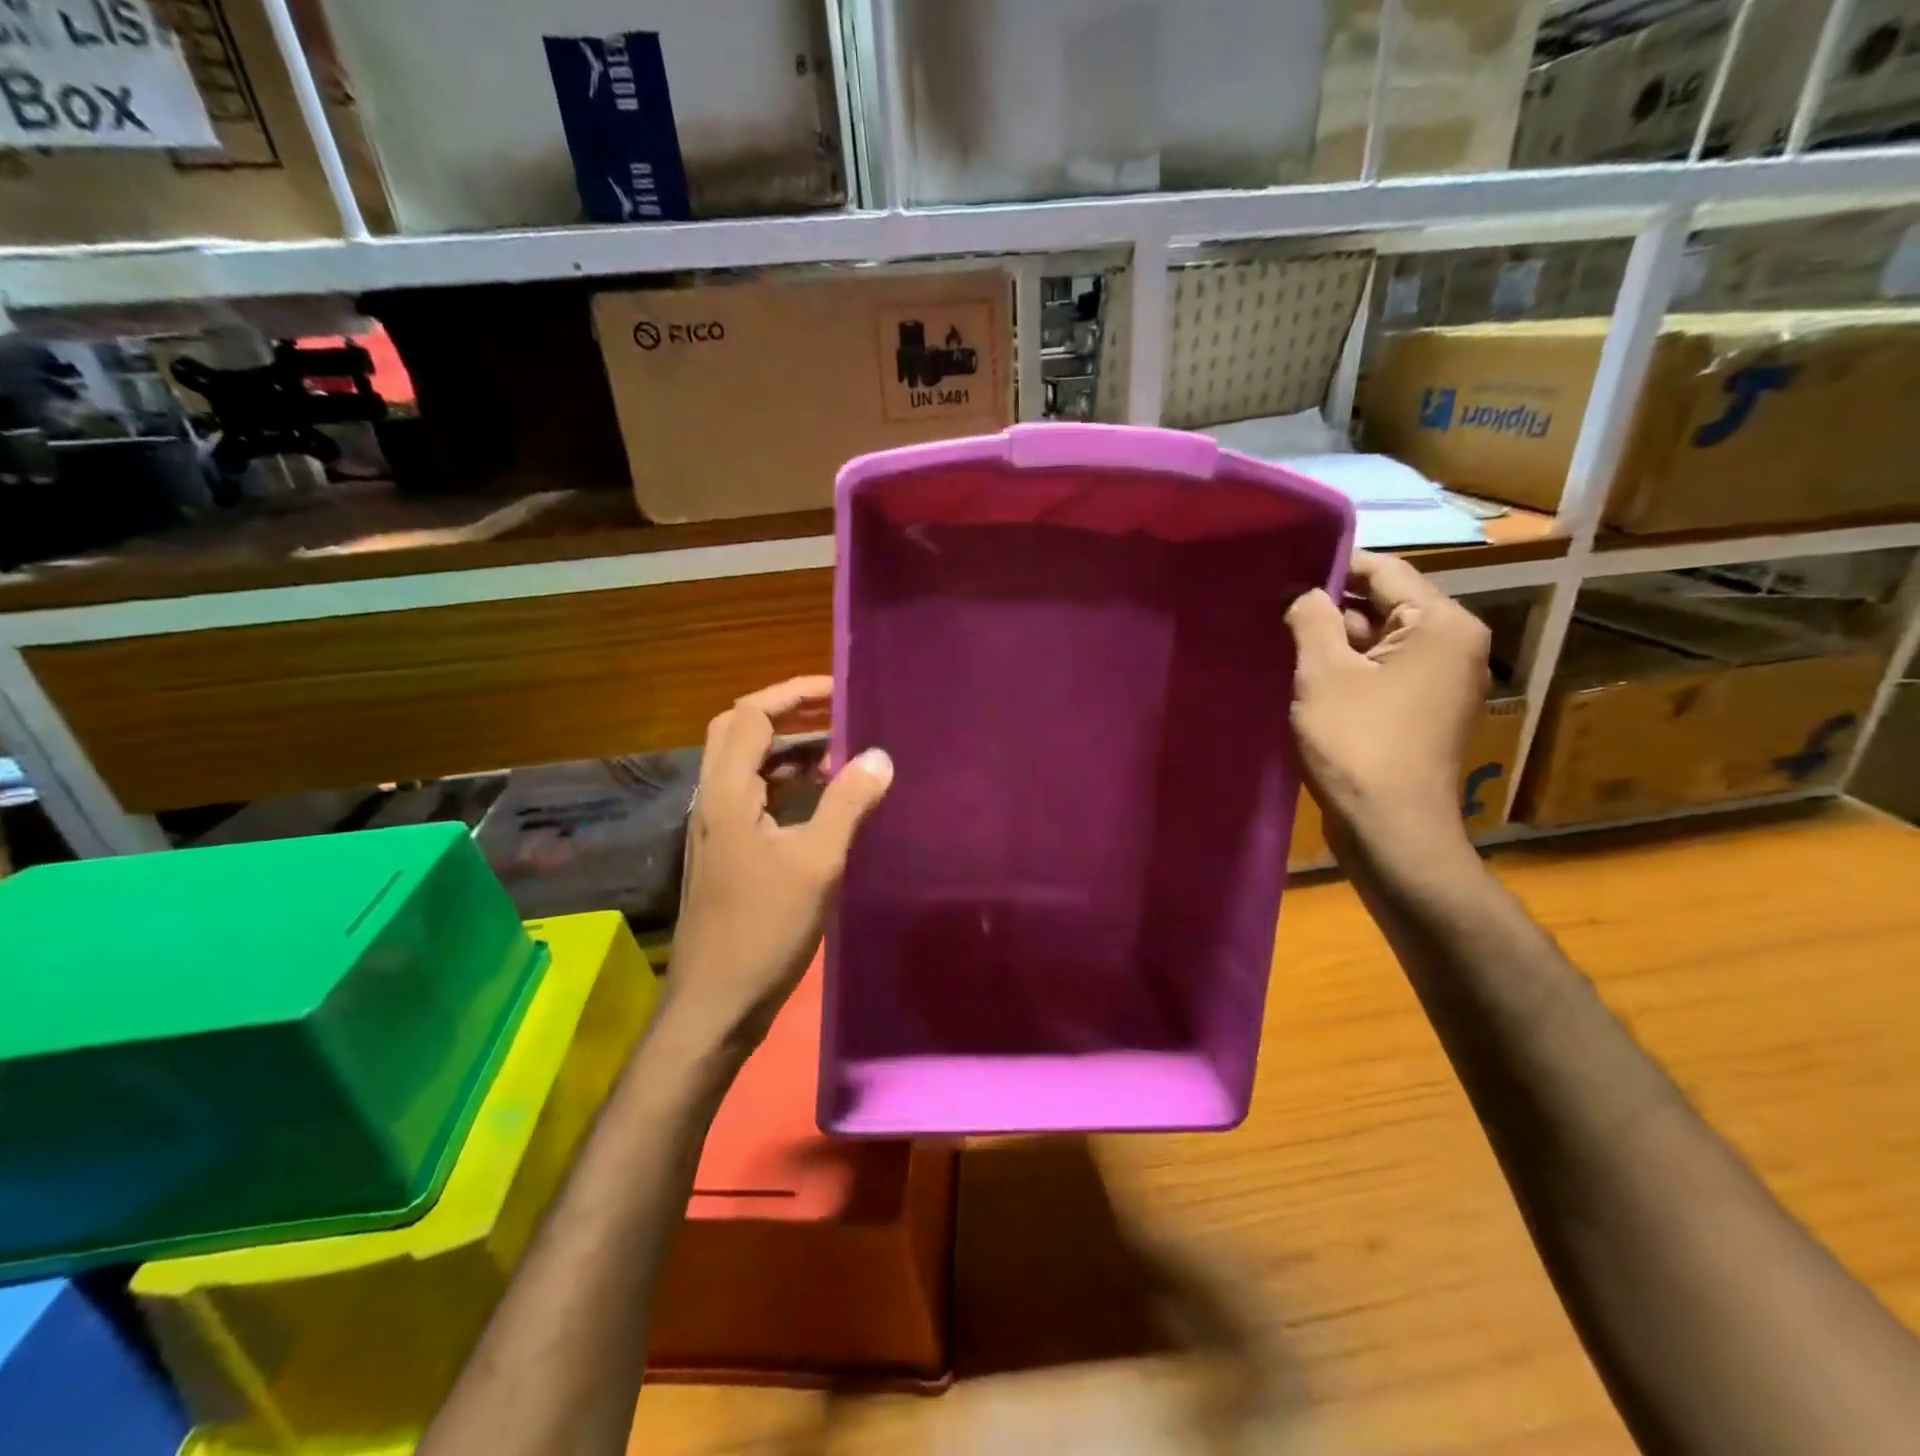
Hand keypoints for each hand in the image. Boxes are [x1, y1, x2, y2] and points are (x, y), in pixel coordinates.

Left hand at [662, 676, 892, 1055]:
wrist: (715, 1003)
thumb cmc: (764, 929)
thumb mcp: (816, 863)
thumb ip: (847, 804)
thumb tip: (879, 755)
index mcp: (728, 793)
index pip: (751, 715)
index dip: (793, 694)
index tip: (839, 691)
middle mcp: (713, 800)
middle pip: (738, 732)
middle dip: (786, 714)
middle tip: (834, 714)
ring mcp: (715, 827)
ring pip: (746, 766)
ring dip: (787, 752)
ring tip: (839, 756)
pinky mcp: (725, 852)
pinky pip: (753, 798)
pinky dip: (785, 786)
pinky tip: (821, 803)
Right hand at [1285, 551, 1490, 853]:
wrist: (1392, 829)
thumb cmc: (1359, 743)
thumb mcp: (1324, 674)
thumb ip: (1312, 619)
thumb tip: (1303, 592)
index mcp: (1442, 625)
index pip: (1385, 571)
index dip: (1332, 566)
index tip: (1283, 570)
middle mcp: (1454, 646)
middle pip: (1385, 605)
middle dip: (1330, 606)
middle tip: (1273, 606)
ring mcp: (1442, 682)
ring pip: (1380, 642)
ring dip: (1334, 640)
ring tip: (1280, 638)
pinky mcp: (1423, 712)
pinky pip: (1382, 673)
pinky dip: (1348, 670)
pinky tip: (1305, 676)